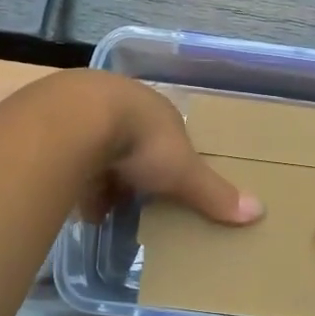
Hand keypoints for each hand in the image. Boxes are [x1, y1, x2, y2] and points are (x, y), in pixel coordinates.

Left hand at [73, 72, 264, 228]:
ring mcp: (86, 111)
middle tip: (134, 201)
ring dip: (102, 176)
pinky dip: (74, 178)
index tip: (168, 186)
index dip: (170, 161)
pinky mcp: (54, 124)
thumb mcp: (183, 172)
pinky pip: (69, 156)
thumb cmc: (140, 141)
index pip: (169, 135)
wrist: (76, 119)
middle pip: (133, 142)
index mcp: (158, 110)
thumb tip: (259, 212)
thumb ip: (214, 193)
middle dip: (134, 171)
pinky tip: (74, 202)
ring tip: (103, 208)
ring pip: (100, 147)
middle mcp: (124, 104)